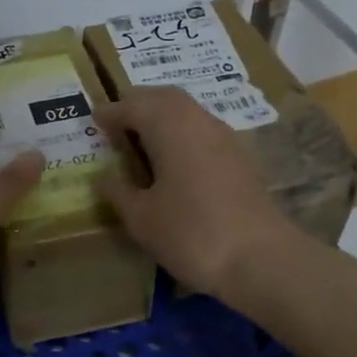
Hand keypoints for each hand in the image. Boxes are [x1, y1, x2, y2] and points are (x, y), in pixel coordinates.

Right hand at [95, 86, 293, 298]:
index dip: (111, 112)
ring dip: (161, 115)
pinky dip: (181, 132)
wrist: (261, 259)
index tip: (94, 120)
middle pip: (163, 98)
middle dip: (137, 104)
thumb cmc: (191, 234)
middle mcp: (198, 121)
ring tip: (141, 138)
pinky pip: (202, 129)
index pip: (133, 105)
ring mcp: (224, 137)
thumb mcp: (141, 218)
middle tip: (116, 121)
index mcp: (169, 127)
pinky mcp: (240, 157)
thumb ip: (118, 192)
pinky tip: (173, 158)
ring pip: (187, 110)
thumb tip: (103, 177)